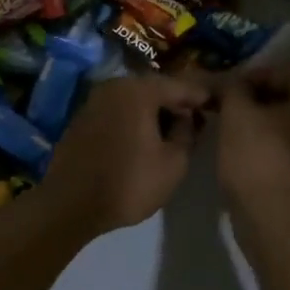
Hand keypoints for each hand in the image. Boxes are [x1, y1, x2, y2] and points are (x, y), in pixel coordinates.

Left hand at [39, 75, 211, 236]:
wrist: (69, 204)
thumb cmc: (128, 183)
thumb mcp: (173, 163)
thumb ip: (187, 133)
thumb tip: (187, 117)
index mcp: (139, 90)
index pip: (181, 85)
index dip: (202, 95)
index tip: (220, 103)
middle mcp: (115, 85)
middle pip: (156, 88)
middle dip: (178, 102)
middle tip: (199, 118)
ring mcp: (95, 99)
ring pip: (136, 98)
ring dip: (156, 110)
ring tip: (175, 130)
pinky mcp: (83, 117)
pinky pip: (119, 110)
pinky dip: (135, 118)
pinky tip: (146, 136)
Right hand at [214, 66, 289, 221]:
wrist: (272, 217)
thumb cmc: (258, 153)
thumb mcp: (237, 111)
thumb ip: (234, 88)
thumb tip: (232, 83)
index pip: (283, 73)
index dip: (250, 76)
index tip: (224, 87)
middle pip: (286, 98)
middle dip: (253, 99)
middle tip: (224, 104)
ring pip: (285, 124)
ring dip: (257, 122)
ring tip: (227, 126)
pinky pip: (284, 147)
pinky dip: (264, 143)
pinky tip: (240, 149)